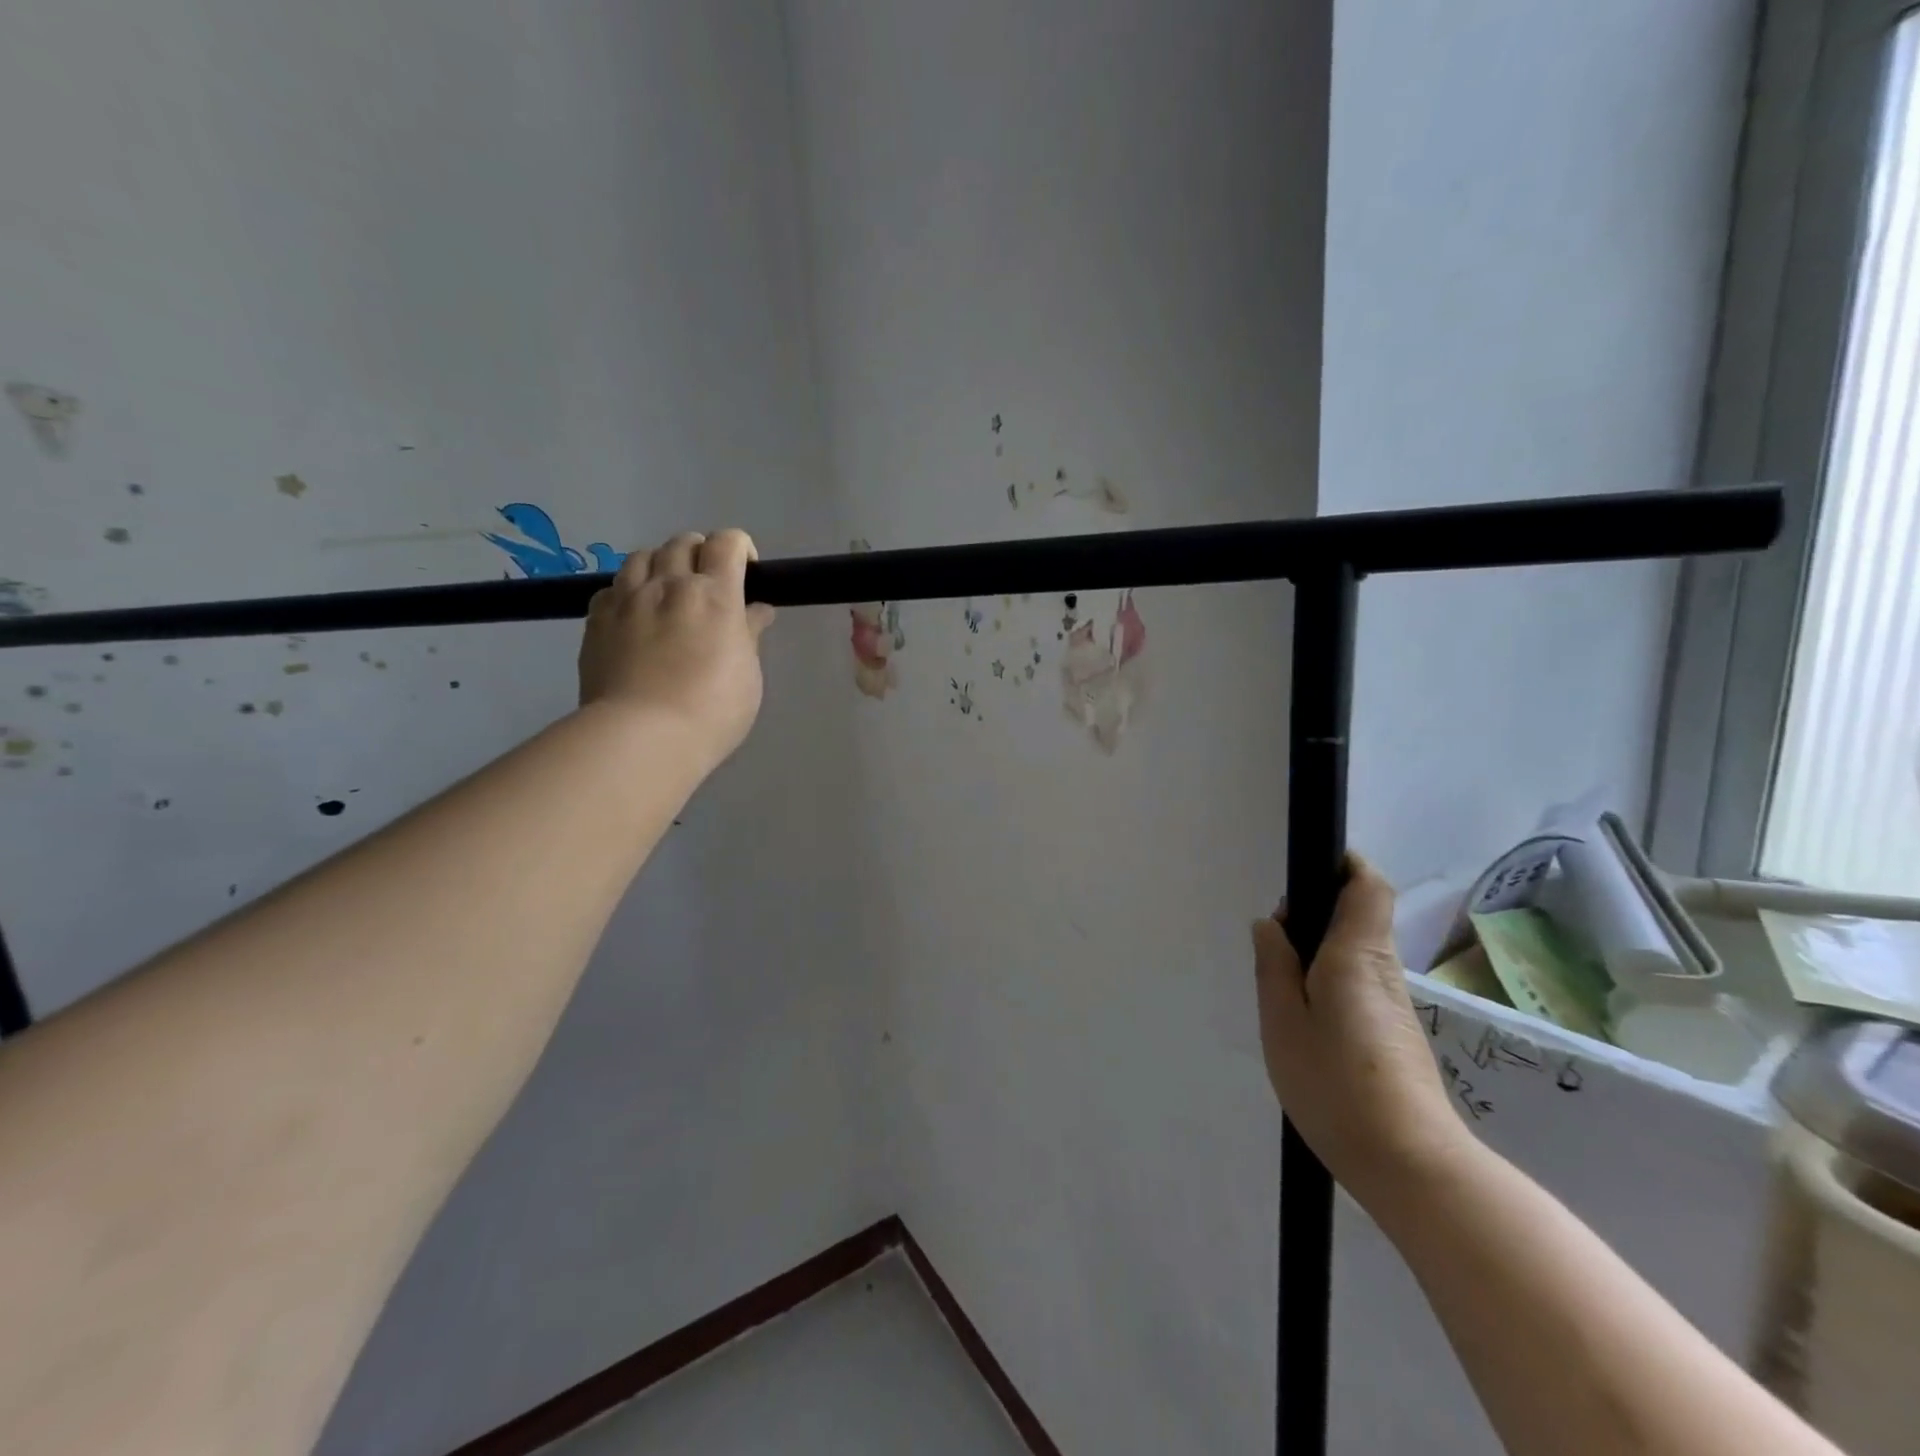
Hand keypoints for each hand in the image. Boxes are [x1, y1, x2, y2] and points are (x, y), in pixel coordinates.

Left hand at [578, 529, 775, 764]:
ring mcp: (627, 599)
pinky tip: (635, 616)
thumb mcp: (748, 675)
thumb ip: (749, 635)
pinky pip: (612, 587)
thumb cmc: (712, 711)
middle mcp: (669, 585)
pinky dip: (629, 591)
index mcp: (714, 595)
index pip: (727, 543)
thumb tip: (756, 610)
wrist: (642, 737)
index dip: (740, 548)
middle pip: (683, 542)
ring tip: (668, 594)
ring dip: (661, 565)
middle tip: (709, 585)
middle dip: (701, 554)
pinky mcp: (596, 620)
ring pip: (642, 556)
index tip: (747, 573)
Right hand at [1252, 854, 1471, 1207]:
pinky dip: (1330, 980)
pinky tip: (1306, 1019)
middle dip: (1316, 912)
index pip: (1367, 886)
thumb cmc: (1336, 1084)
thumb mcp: (1283, 1022)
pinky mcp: (1395, 1032)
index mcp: (1356, 955)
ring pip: (1357, 950)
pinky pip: (1360, 982)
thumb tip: (1271, 925)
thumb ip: (1274, 966)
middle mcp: (1382, 969)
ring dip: (1319, 951)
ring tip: (1281, 987)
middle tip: (1275, 945)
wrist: (1410, 1164)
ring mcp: (1394, 1003)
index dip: (1343, 865)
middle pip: (1360, 914)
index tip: (1306, 873)